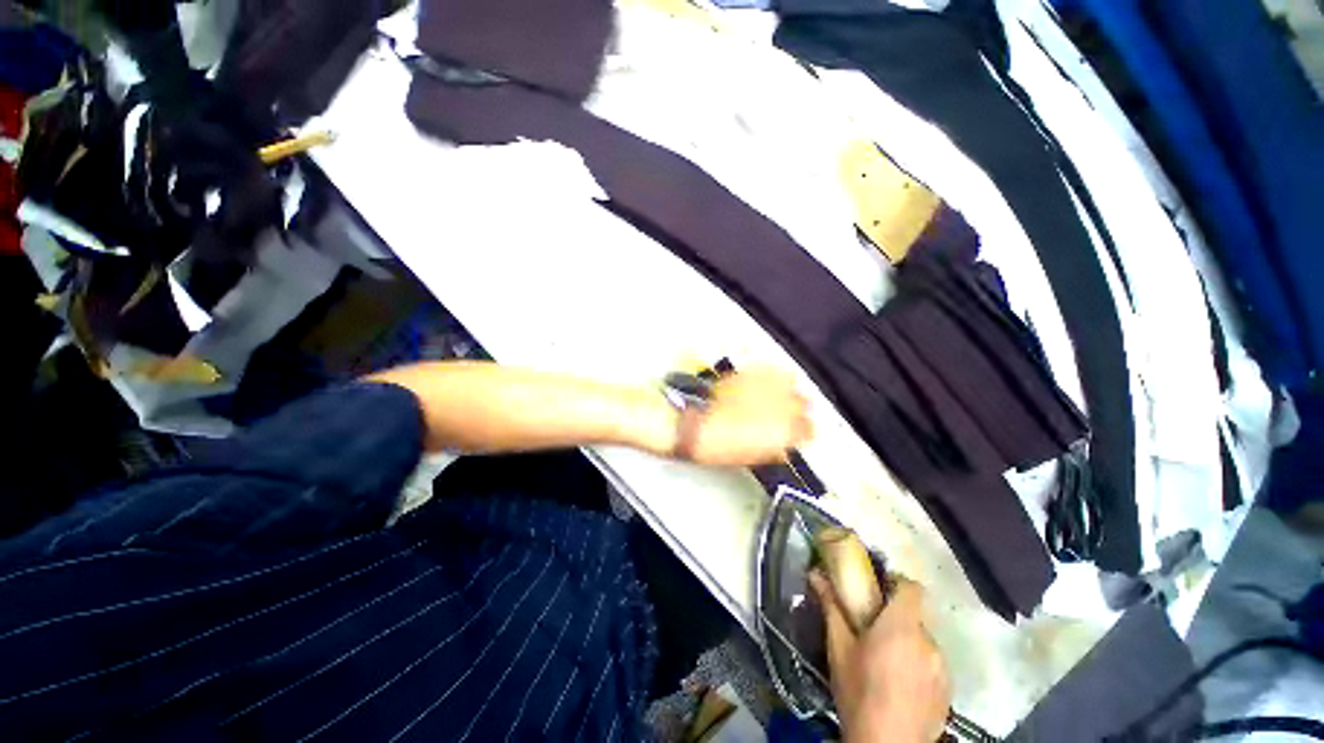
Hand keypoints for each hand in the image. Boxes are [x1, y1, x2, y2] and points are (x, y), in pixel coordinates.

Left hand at [686, 369, 811, 465]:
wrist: (693, 425)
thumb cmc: (720, 446)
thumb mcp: (752, 456)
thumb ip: (773, 449)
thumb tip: (781, 448)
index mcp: (784, 432)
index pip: (808, 430)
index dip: (803, 433)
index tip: (798, 434)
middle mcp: (781, 406)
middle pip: (803, 403)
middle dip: (799, 410)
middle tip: (789, 416)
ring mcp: (765, 386)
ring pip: (791, 382)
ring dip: (788, 391)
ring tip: (780, 396)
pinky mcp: (749, 374)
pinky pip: (771, 371)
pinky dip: (773, 377)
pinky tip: (767, 383)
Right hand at [811, 573, 950, 742]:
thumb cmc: (859, 691)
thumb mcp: (838, 647)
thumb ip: (831, 606)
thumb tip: (816, 573)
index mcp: (902, 626)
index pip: (912, 588)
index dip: (896, 583)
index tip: (877, 590)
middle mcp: (929, 643)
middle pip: (915, 618)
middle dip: (894, 619)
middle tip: (872, 632)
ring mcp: (942, 671)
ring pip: (923, 644)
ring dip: (906, 645)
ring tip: (884, 663)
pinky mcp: (947, 694)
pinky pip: (932, 668)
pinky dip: (917, 667)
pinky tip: (898, 686)